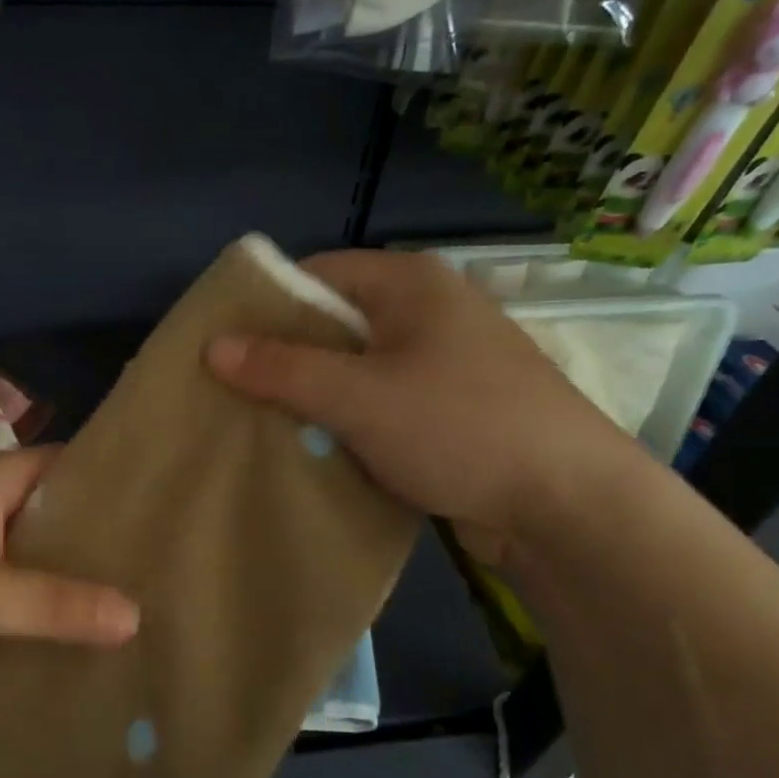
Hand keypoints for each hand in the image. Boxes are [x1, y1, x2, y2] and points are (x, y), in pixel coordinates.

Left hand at [0, 448, 139, 715]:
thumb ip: (57, 603)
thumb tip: (136, 616)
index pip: (66, 468)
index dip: (113, 485)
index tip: (165, 512)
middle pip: (50, 521)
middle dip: (97, 547)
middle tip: (162, 574)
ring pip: (27, 567)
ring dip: (65, 590)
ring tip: (134, 614)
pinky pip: (2, 605)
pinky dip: (32, 620)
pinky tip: (74, 645)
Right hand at [206, 250, 643, 568]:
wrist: (565, 503)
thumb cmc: (458, 428)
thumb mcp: (358, 397)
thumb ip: (283, 369)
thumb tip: (212, 347)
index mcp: (410, 284)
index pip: (316, 274)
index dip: (266, 307)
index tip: (223, 347)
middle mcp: (427, 311)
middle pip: (334, 322)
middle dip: (285, 358)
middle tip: (234, 393)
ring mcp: (442, 361)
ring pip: (355, 368)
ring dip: (314, 396)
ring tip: (263, 424)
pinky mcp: (449, 406)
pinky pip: (379, 401)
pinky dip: (347, 420)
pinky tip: (316, 447)